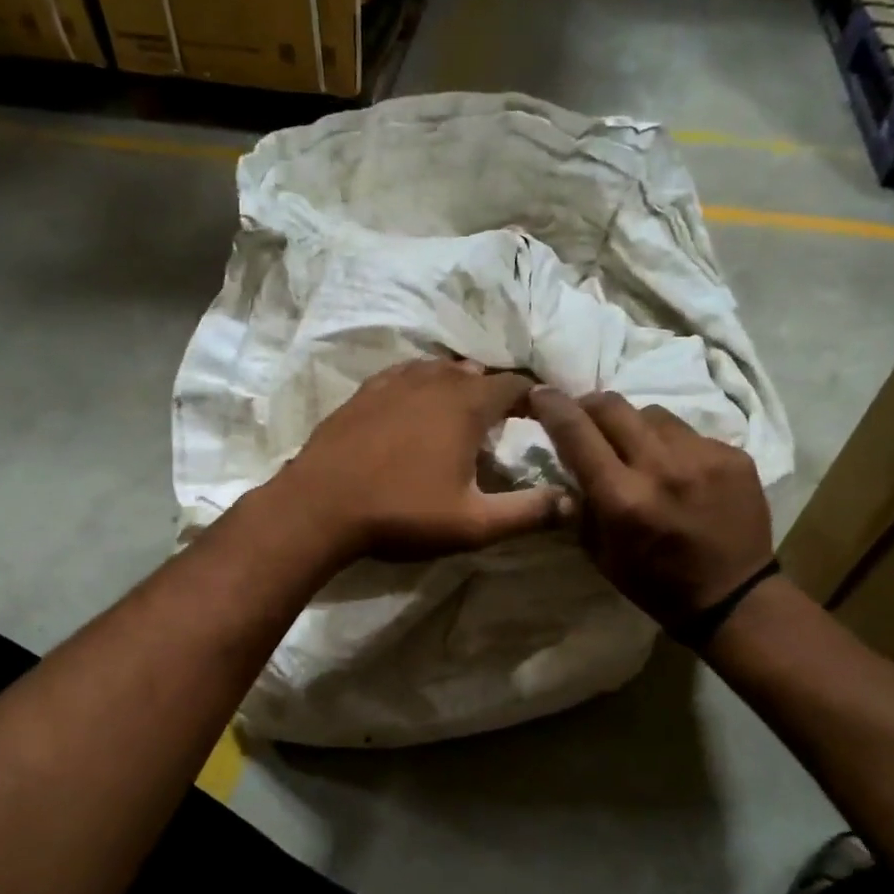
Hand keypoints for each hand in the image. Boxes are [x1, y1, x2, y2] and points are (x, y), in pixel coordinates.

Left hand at [275, 358, 571, 562]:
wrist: (319, 507)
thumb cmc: (402, 513)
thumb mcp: (473, 523)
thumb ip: (527, 512)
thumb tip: (574, 503)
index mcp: (467, 405)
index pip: (515, 385)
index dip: (534, 398)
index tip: (543, 417)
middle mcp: (434, 381)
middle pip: (477, 374)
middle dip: (495, 392)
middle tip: (503, 423)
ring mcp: (394, 382)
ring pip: (439, 370)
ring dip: (458, 385)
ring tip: (462, 412)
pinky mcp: (364, 392)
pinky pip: (404, 374)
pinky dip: (421, 384)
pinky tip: (416, 403)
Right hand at [528, 387, 773, 629]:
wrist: (735, 596)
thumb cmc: (655, 583)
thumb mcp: (600, 553)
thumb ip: (580, 504)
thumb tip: (566, 464)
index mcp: (622, 498)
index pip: (576, 432)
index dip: (552, 406)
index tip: (539, 393)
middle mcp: (661, 467)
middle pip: (613, 406)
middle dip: (589, 405)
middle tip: (584, 415)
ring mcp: (702, 456)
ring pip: (652, 414)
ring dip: (633, 424)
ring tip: (635, 446)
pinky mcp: (733, 455)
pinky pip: (689, 433)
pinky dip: (672, 444)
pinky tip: (677, 468)